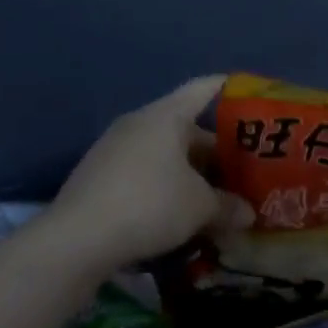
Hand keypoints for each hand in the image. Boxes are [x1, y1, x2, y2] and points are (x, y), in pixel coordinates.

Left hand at [49, 76, 249, 268]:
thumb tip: (247, 213)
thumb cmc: (150, 204)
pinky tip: (178, 213)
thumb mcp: (200, 207)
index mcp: (165, 116)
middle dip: (214, 150)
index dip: (228, 89)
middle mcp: (138, 123)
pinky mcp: (99, 176)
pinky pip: (143, 172)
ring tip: (215, 195)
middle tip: (242, 169)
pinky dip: (165, 186)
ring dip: (189, 173)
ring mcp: (114, 149)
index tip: (249, 92)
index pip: (202, 90)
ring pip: (164, 154)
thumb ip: (228, 206)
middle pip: (185, 128)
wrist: (78, 238)